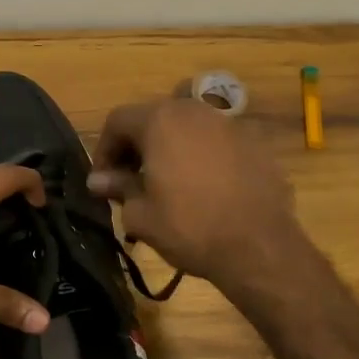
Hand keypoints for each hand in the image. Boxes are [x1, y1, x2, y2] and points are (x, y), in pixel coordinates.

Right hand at [88, 96, 306, 292]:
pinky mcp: (256, 143)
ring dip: (171, 148)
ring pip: (188, 127)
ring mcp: (230, 124)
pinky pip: (218, 142)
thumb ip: (118, 188)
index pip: (118, 120)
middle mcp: (194, 111)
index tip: (103, 180)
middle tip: (132, 181)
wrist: (259, 247)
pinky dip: (203, 156)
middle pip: (154, 118)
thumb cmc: (189, 227)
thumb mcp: (140, 214)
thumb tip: (98, 180)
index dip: (104, 149)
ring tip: (169, 183)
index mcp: (160, 120)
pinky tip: (206, 188)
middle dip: (137, 146)